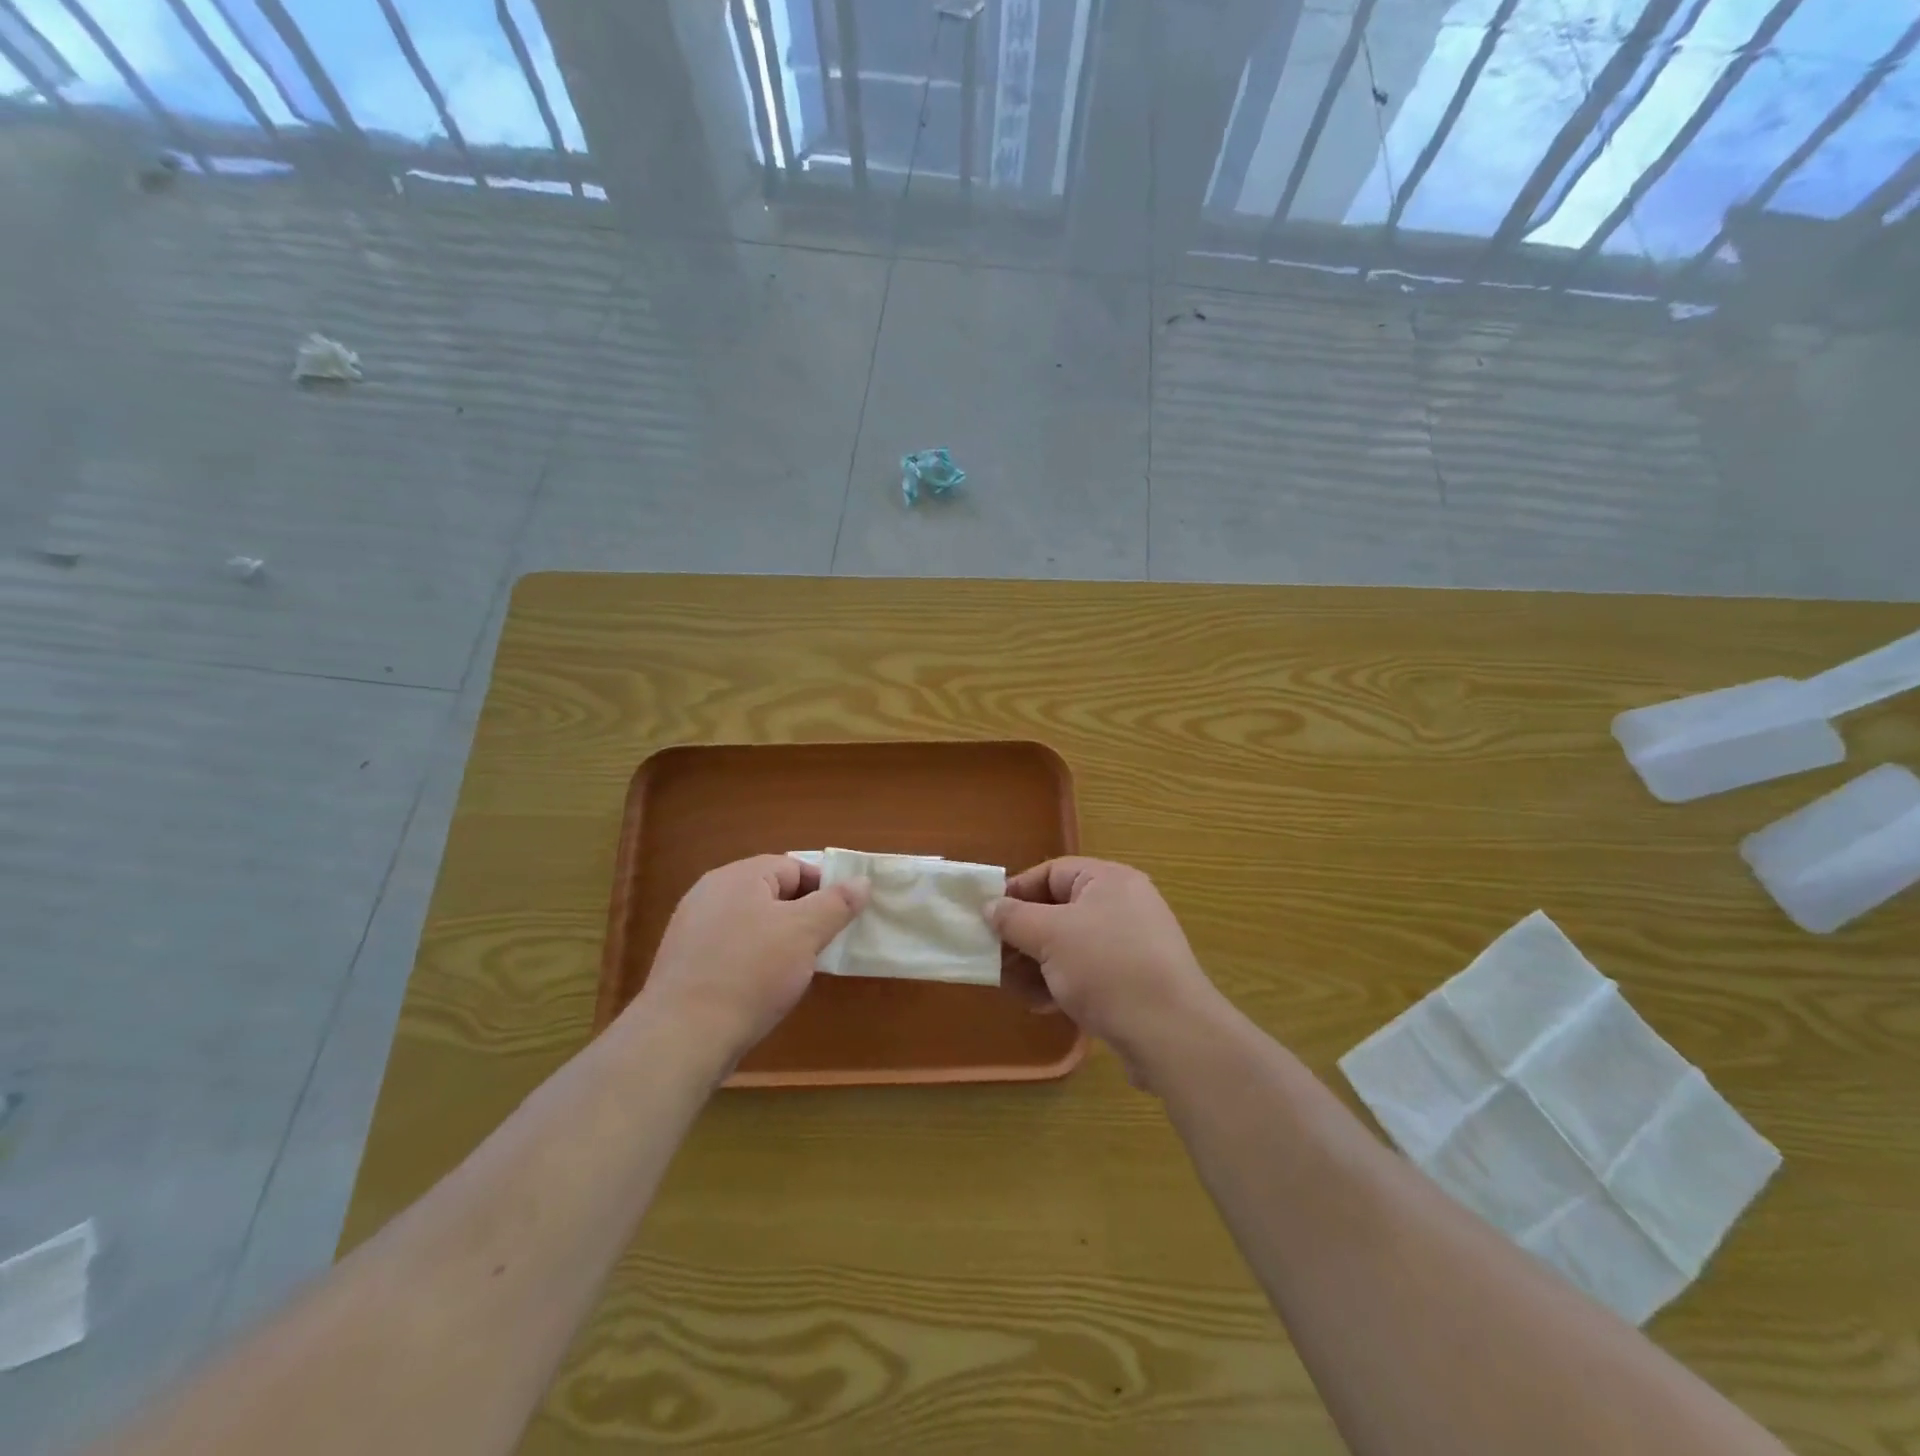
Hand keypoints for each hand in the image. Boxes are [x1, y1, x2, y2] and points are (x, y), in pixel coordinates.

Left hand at [632, 855, 867, 1068]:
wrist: (682, 1037)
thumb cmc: (751, 973)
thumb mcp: (805, 933)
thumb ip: (836, 903)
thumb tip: (862, 881)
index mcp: (739, 876)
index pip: (794, 867)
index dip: (824, 889)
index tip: (842, 920)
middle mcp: (711, 892)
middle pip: (771, 893)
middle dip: (802, 916)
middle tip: (823, 946)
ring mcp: (693, 927)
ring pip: (752, 923)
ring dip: (779, 940)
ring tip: (796, 970)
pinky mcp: (685, 962)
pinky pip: (731, 949)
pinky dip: (753, 961)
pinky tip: (762, 988)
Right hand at [989, 858, 1221, 1083]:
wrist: (1171, 1033)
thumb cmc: (1106, 968)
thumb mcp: (1050, 936)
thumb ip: (1014, 918)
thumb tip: (990, 906)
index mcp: (1108, 880)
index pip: (1051, 872)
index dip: (1016, 892)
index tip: (987, 918)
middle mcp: (1122, 905)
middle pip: (1058, 910)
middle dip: (1023, 936)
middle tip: (994, 959)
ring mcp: (1130, 945)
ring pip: (1070, 945)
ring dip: (1037, 965)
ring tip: (1014, 989)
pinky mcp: (1134, 981)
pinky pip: (1087, 971)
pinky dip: (1061, 983)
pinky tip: (1042, 1006)